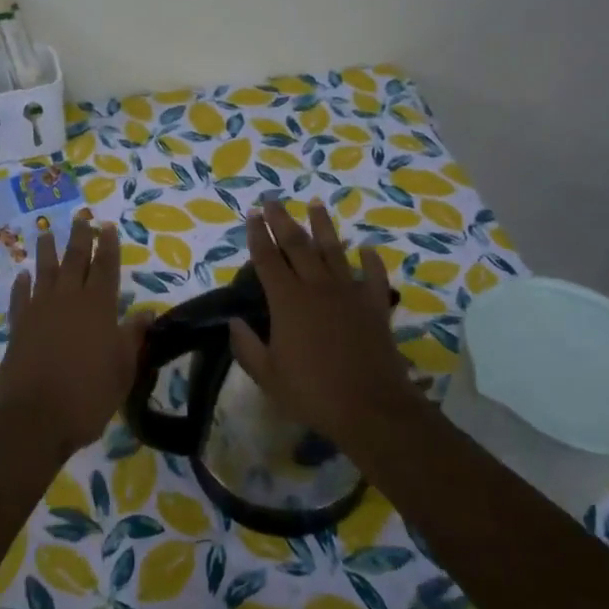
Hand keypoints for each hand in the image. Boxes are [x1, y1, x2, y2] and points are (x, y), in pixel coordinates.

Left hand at [0, 216, 151, 461]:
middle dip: (80, 238)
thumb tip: (148, 311)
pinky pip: (20, 298)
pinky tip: (22, 275)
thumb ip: (133, 336)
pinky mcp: (18, 327)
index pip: (106, 268)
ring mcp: (39, 311)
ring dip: (46, 251)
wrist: (34, 418)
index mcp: (98, 307)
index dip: (108, 246)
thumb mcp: (123, 369)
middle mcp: (68, 300)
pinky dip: (21, 285)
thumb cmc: (88, 396)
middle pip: (75, 261)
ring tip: (46, 232)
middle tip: (81, 218)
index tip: (107, 226)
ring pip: (44, 272)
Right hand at [229, 199, 418, 448]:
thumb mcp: (267, 374)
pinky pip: (373, 276)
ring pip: (334, 250)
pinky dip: (370, 260)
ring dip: (323, 226)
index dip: (258, 234)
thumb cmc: (312, 392)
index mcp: (287, 301)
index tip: (252, 213)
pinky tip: (367, 248)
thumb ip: (246, 346)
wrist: (371, 407)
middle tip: (273, 201)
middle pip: (297, 245)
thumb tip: (234, 322)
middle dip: (283, 220)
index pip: (267, 258)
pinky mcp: (375, 306)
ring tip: (315, 203)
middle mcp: (317, 287)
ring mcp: (349, 293)